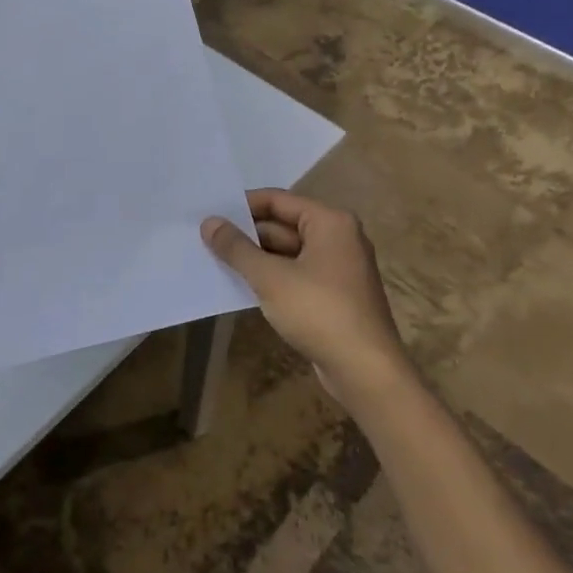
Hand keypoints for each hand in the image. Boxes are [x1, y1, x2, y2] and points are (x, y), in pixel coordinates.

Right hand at [202, 189, 408, 393]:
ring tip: (215, 259)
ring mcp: (338, 268)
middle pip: (283, 225)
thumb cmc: (319, 312)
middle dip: (246, 234)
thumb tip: (209, 222)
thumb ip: (236, 248)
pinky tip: (242, 285)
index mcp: (330, 223)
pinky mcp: (334, 295)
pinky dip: (271, 277)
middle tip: (206, 238)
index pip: (277, 200)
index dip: (242, 205)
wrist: (366, 371)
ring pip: (288, 252)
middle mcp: (338, 238)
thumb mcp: (270, 277)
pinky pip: (296, 274)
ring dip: (255, 257)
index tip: (210, 213)